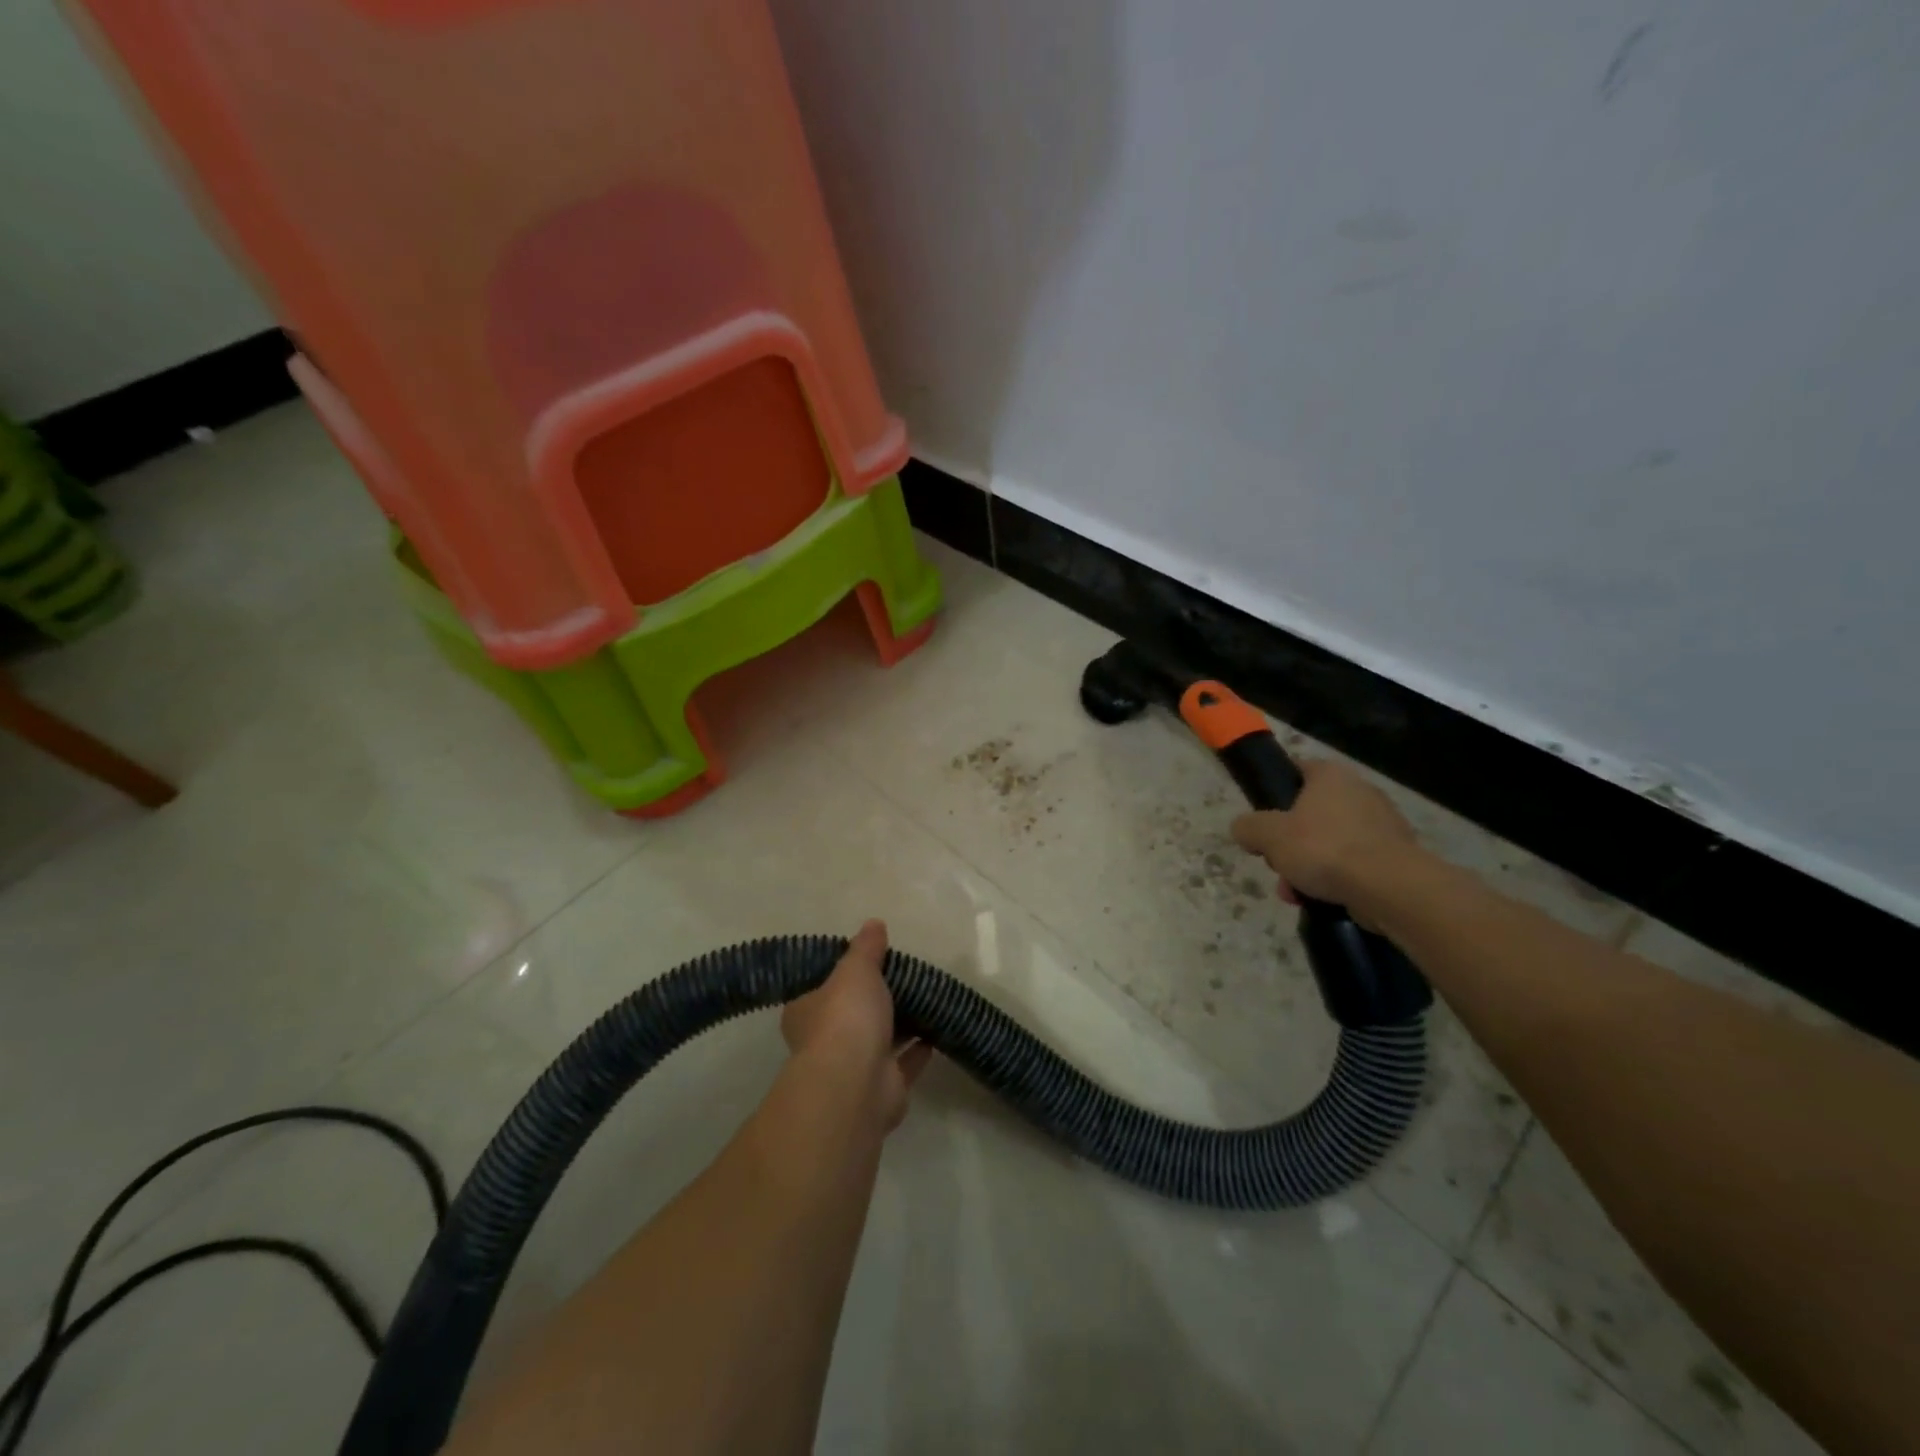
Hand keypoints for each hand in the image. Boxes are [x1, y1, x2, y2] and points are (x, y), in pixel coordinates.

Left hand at [781, 920, 932, 1131]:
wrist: (856, 1084)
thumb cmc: (845, 1017)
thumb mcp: (855, 969)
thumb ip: (866, 948)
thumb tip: (873, 923)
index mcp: (806, 1011)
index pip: (820, 986)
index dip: (841, 972)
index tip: (867, 959)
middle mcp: (824, 1042)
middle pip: (851, 1014)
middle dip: (875, 1000)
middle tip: (903, 976)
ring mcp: (854, 1069)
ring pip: (879, 1040)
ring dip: (900, 1024)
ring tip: (926, 999)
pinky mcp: (883, 1088)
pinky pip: (904, 1063)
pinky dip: (919, 1049)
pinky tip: (937, 1031)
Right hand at [1230, 759, 1421, 914]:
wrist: (1389, 887)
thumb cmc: (1323, 848)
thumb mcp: (1268, 835)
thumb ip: (1248, 827)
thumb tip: (1244, 829)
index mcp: (1331, 776)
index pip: (1298, 770)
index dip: (1276, 791)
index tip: (1264, 818)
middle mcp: (1361, 791)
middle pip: (1311, 813)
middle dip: (1290, 843)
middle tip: (1277, 865)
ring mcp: (1384, 824)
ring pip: (1332, 842)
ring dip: (1310, 866)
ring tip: (1296, 893)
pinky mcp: (1397, 856)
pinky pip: (1356, 863)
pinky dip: (1338, 879)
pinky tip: (1323, 900)